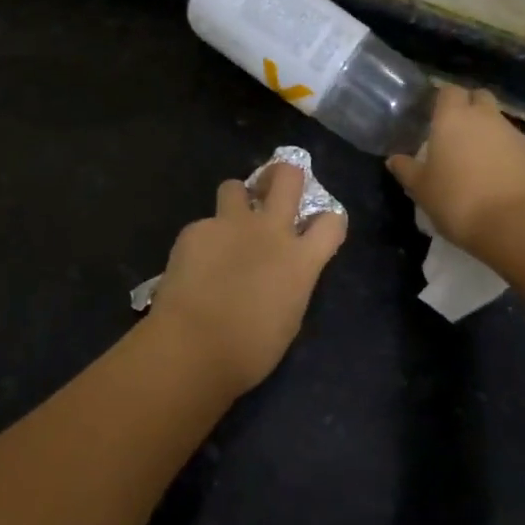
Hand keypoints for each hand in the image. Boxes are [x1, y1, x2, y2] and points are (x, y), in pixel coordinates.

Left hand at [148, 162, 347, 397]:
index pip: (331, 222)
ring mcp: (230, 224)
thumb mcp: (288, 318)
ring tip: (228, 223)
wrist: (193, 346)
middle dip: (286, 174)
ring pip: (235, 186)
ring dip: (236, 200)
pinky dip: (202, 240)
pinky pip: (203, 224)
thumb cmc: (249, 350)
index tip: (318, 227)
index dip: (328, 221)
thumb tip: (283, 274)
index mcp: (301, 260)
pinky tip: (193, 264)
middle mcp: (270, 231)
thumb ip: (290, 284)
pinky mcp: (196, 229)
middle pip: (288, 177)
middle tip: (277, 184)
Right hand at [386, 85, 524, 254]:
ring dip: (488, 133)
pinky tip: (498, 178)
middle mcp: (485, 118)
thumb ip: (407, 170)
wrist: (516, 224)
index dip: (442, 101)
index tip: (434, 117)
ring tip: (477, 162)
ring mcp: (514, 135)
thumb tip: (394, 159)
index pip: (448, 91)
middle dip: (470, 108)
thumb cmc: (457, 200)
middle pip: (479, 98)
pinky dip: (506, 154)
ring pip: (499, 122)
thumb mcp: (422, 189)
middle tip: (456, 134)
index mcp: (453, 118)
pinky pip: (515, 146)